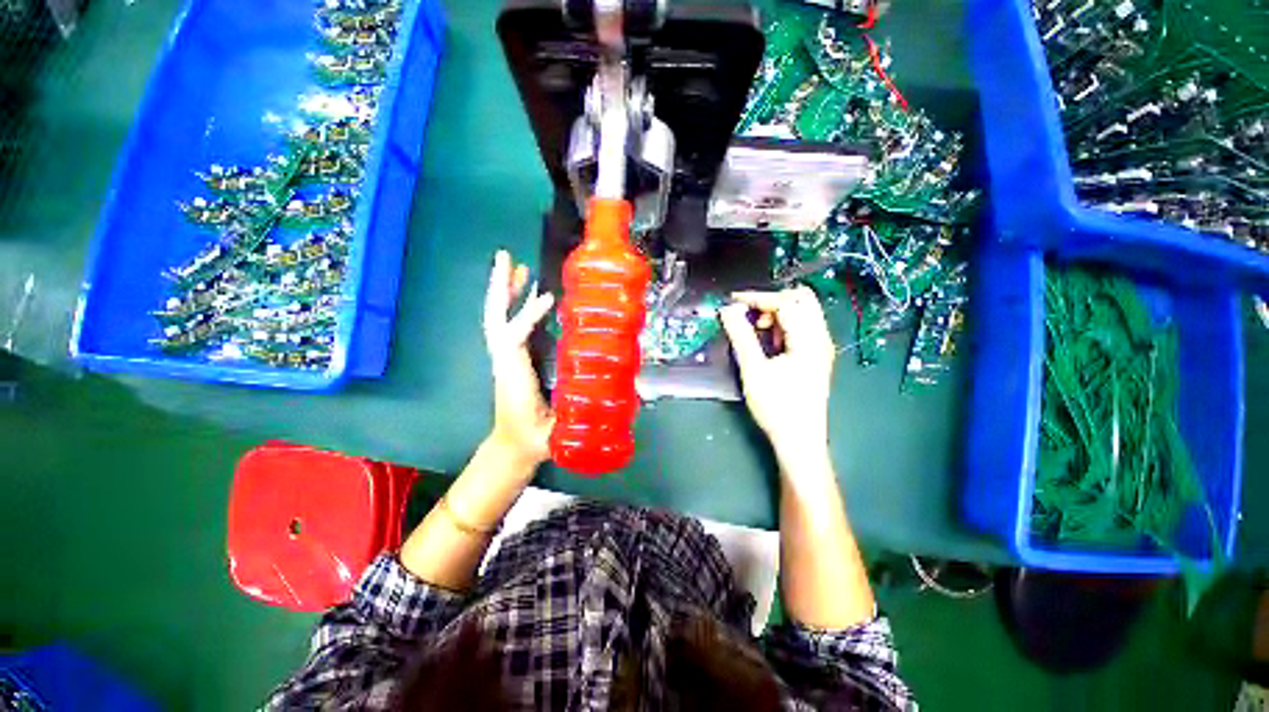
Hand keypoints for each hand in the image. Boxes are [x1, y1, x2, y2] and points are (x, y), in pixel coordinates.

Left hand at [483, 250, 555, 468]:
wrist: (514, 448)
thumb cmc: (536, 439)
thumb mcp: (557, 428)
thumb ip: (576, 411)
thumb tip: (605, 387)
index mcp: (514, 376)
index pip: (514, 339)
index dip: (528, 317)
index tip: (548, 298)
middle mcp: (505, 362)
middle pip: (495, 320)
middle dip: (500, 289)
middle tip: (510, 260)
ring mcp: (505, 359)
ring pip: (499, 320)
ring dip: (506, 292)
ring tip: (518, 268)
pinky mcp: (511, 360)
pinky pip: (509, 327)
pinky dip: (515, 307)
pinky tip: (527, 297)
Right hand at [720, 287, 834, 469]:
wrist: (799, 441)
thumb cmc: (777, 407)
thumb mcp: (753, 370)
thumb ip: (741, 336)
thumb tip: (727, 311)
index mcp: (809, 340)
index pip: (786, 302)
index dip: (758, 298)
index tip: (733, 302)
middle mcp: (821, 338)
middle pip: (802, 300)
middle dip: (772, 300)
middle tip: (749, 313)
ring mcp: (821, 347)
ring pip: (803, 312)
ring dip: (778, 313)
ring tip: (758, 330)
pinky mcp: (816, 356)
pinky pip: (803, 327)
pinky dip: (785, 325)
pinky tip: (771, 342)